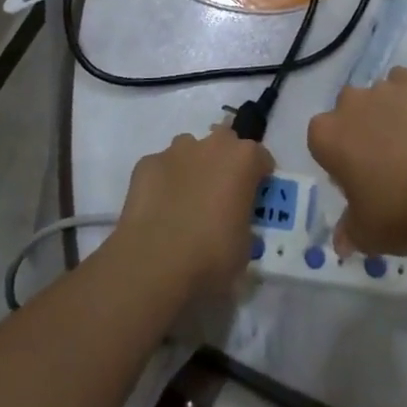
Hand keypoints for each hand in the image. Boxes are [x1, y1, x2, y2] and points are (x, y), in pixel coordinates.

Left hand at [114, 124, 272, 300]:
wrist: (154, 265)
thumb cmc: (211, 256)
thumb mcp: (245, 246)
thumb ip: (243, 221)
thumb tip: (234, 223)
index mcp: (243, 160)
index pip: (261, 158)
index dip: (259, 178)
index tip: (254, 198)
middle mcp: (211, 145)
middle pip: (224, 142)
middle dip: (224, 161)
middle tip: (220, 194)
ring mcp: (175, 151)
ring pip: (189, 150)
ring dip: (192, 167)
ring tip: (185, 201)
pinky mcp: (146, 164)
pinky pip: (161, 168)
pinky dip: (163, 182)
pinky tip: (158, 209)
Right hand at [307, 68, 406, 256]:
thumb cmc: (398, 211)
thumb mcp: (366, 234)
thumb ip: (348, 232)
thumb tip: (341, 242)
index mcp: (326, 136)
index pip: (321, 140)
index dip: (338, 158)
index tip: (356, 179)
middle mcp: (348, 104)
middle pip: (347, 112)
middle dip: (359, 129)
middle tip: (383, 161)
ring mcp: (383, 89)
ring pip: (377, 96)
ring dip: (386, 113)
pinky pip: (404, 84)